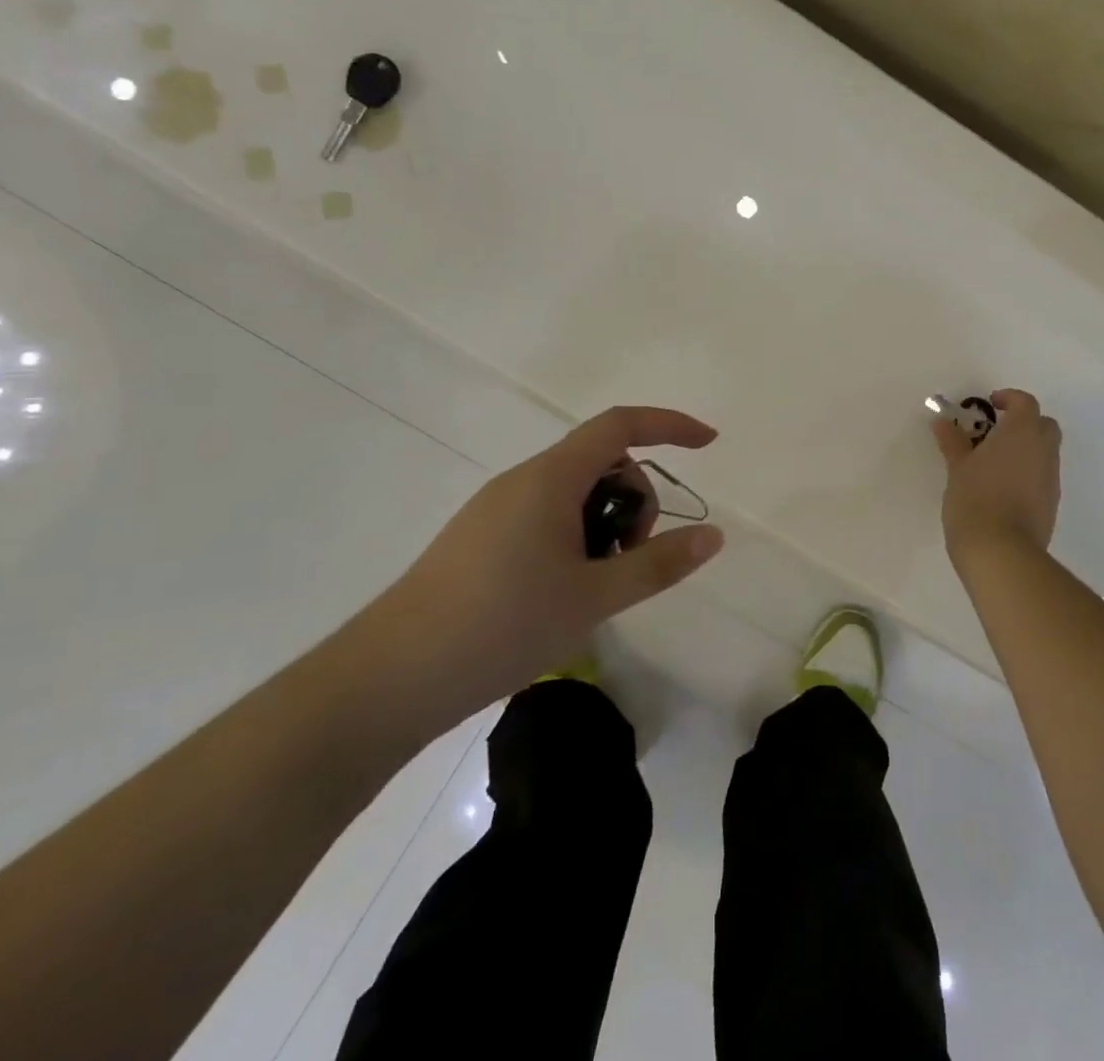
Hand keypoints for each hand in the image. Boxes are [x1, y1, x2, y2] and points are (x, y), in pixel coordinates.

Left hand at [358, 406, 724, 734]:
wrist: (390, 678)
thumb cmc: (502, 625)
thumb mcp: (594, 597)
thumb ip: (658, 563)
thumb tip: (713, 535)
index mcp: (551, 478)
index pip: (621, 425)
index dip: (670, 425)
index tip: (709, 445)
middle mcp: (523, 480)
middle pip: (601, 462)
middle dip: (635, 500)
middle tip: (630, 559)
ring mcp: (497, 509)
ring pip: (574, 492)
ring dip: (604, 525)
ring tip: (596, 585)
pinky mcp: (480, 537)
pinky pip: (546, 515)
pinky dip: (575, 538)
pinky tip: (564, 591)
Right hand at [933, 388, 1061, 568]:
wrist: (1002, 551)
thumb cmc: (975, 499)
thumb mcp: (957, 468)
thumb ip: (953, 441)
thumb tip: (942, 421)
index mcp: (1021, 433)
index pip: (1025, 403)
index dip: (1009, 399)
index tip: (990, 405)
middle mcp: (1043, 450)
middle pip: (1043, 424)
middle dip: (1023, 423)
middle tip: (994, 433)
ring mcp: (1051, 478)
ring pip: (1044, 452)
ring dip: (1025, 450)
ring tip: (993, 464)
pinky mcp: (1051, 503)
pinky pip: (1042, 476)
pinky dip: (1027, 473)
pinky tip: (1002, 489)